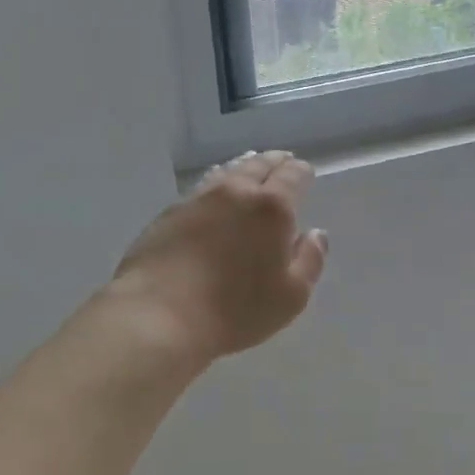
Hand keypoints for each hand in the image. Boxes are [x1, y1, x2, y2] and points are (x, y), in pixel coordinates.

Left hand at [107, 151, 328, 364]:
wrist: (159, 315)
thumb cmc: (235, 310)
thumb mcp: (290, 296)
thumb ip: (309, 260)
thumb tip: (315, 234)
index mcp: (272, 207)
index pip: (292, 176)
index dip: (301, 171)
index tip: (305, 171)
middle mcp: (235, 192)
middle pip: (258, 166)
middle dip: (274, 162)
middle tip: (282, 160)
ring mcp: (198, 199)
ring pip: (228, 172)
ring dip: (244, 167)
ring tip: (250, 165)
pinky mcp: (169, 213)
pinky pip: (202, 187)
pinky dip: (217, 183)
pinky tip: (214, 191)